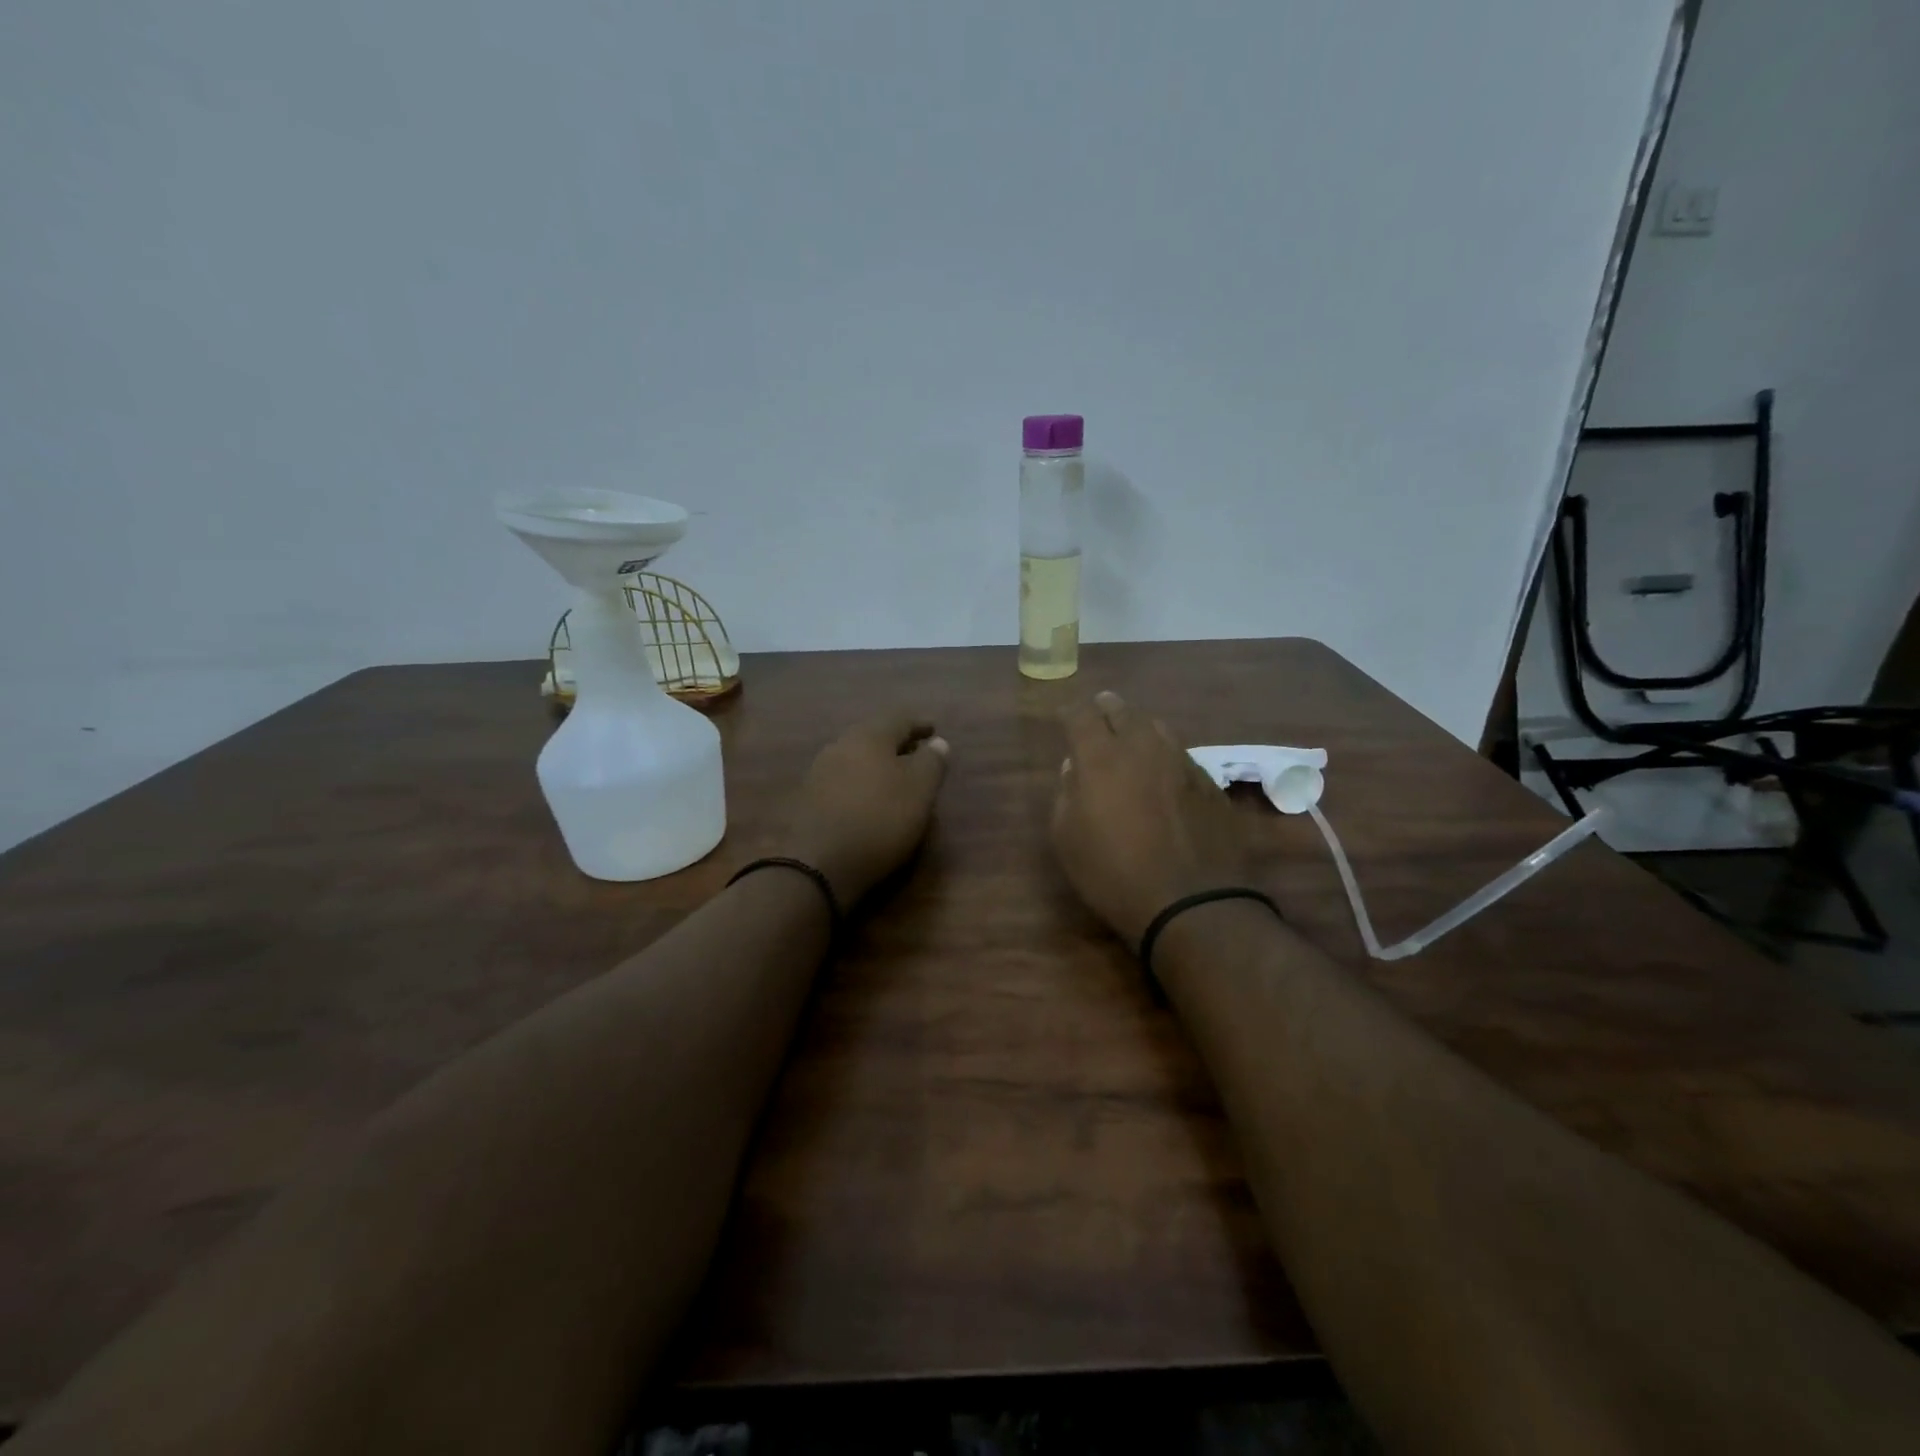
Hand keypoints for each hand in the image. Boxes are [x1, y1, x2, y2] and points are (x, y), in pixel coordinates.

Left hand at [782, 713, 950, 905]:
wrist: (817, 864)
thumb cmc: (879, 819)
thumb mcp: (919, 790)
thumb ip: (932, 762)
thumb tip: (937, 743)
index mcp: (870, 735)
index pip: (900, 718)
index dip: (919, 723)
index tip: (934, 729)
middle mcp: (841, 745)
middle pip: (873, 735)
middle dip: (896, 742)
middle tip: (915, 752)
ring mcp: (820, 771)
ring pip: (856, 757)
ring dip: (876, 763)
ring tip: (894, 778)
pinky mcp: (808, 799)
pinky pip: (842, 779)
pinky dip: (861, 782)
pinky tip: (868, 799)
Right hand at [1051, 691, 1250, 946]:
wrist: (1193, 903)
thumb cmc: (1114, 874)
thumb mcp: (1067, 840)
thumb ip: (1066, 794)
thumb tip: (1075, 767)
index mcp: (1101, 757)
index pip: (1080, 715)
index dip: (1070, 713)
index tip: (1065, 718)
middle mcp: (1142, 747)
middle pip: (1123, 711)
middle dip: (1106, 709)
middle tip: (1099, 714)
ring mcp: (1181, 761)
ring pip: (1156, 727)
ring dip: (1138, 728)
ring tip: (1131, 739)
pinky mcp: (1208, 782)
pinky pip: (1180, 754)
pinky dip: (1164, 754)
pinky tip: (1162, 772)